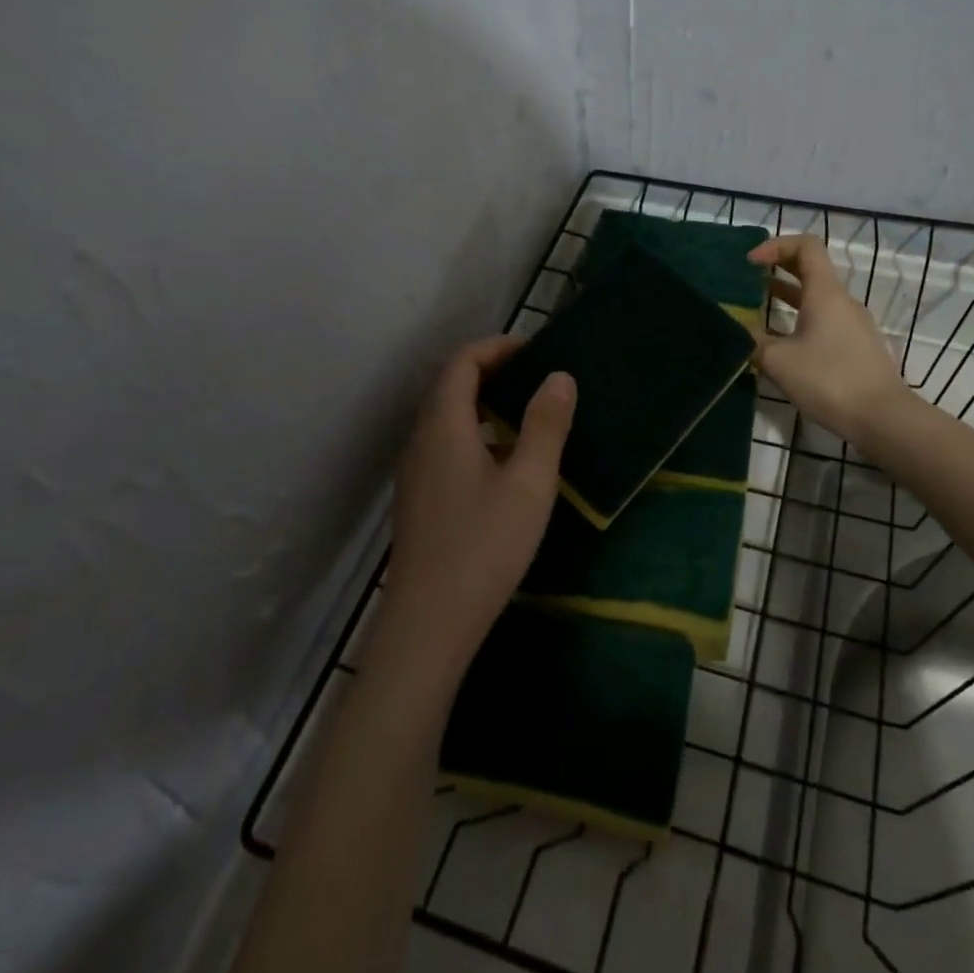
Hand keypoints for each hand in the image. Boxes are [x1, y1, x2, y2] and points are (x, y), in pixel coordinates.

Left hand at [373, 336, 576, 691]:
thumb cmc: (484, 546)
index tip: (535, 351)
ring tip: (525, 415)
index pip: (462, 363)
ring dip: (482, 404)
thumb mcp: (529, 482)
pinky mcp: (418, 501)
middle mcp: (421, 441)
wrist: (428, 625)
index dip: (497, 347)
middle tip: (535, 379)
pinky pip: (444, 446)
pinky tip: (502, 464)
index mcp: (444, 426)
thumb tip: (558, 377)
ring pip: (445, 419)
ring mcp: (414, 473)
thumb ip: (545, 424)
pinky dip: (474, 433)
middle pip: (450, 387)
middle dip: (491, 372)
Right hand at [747, 234, 910, 440]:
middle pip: (810, 269)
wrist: (883, 418)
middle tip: (748, 279)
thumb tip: (734, 331)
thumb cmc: (829, 380)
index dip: (775, 245)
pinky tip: (782, 343)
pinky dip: (800, 320)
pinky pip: (825, 321)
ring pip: (817, 298)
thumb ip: (752, 342)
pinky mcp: (857, 347)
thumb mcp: (779, 361)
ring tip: (758, 309)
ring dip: (788, 297)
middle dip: (778, 268)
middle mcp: (842, 301)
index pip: (806, 246)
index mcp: (825, 293)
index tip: (750, 263)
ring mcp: (853, 325)